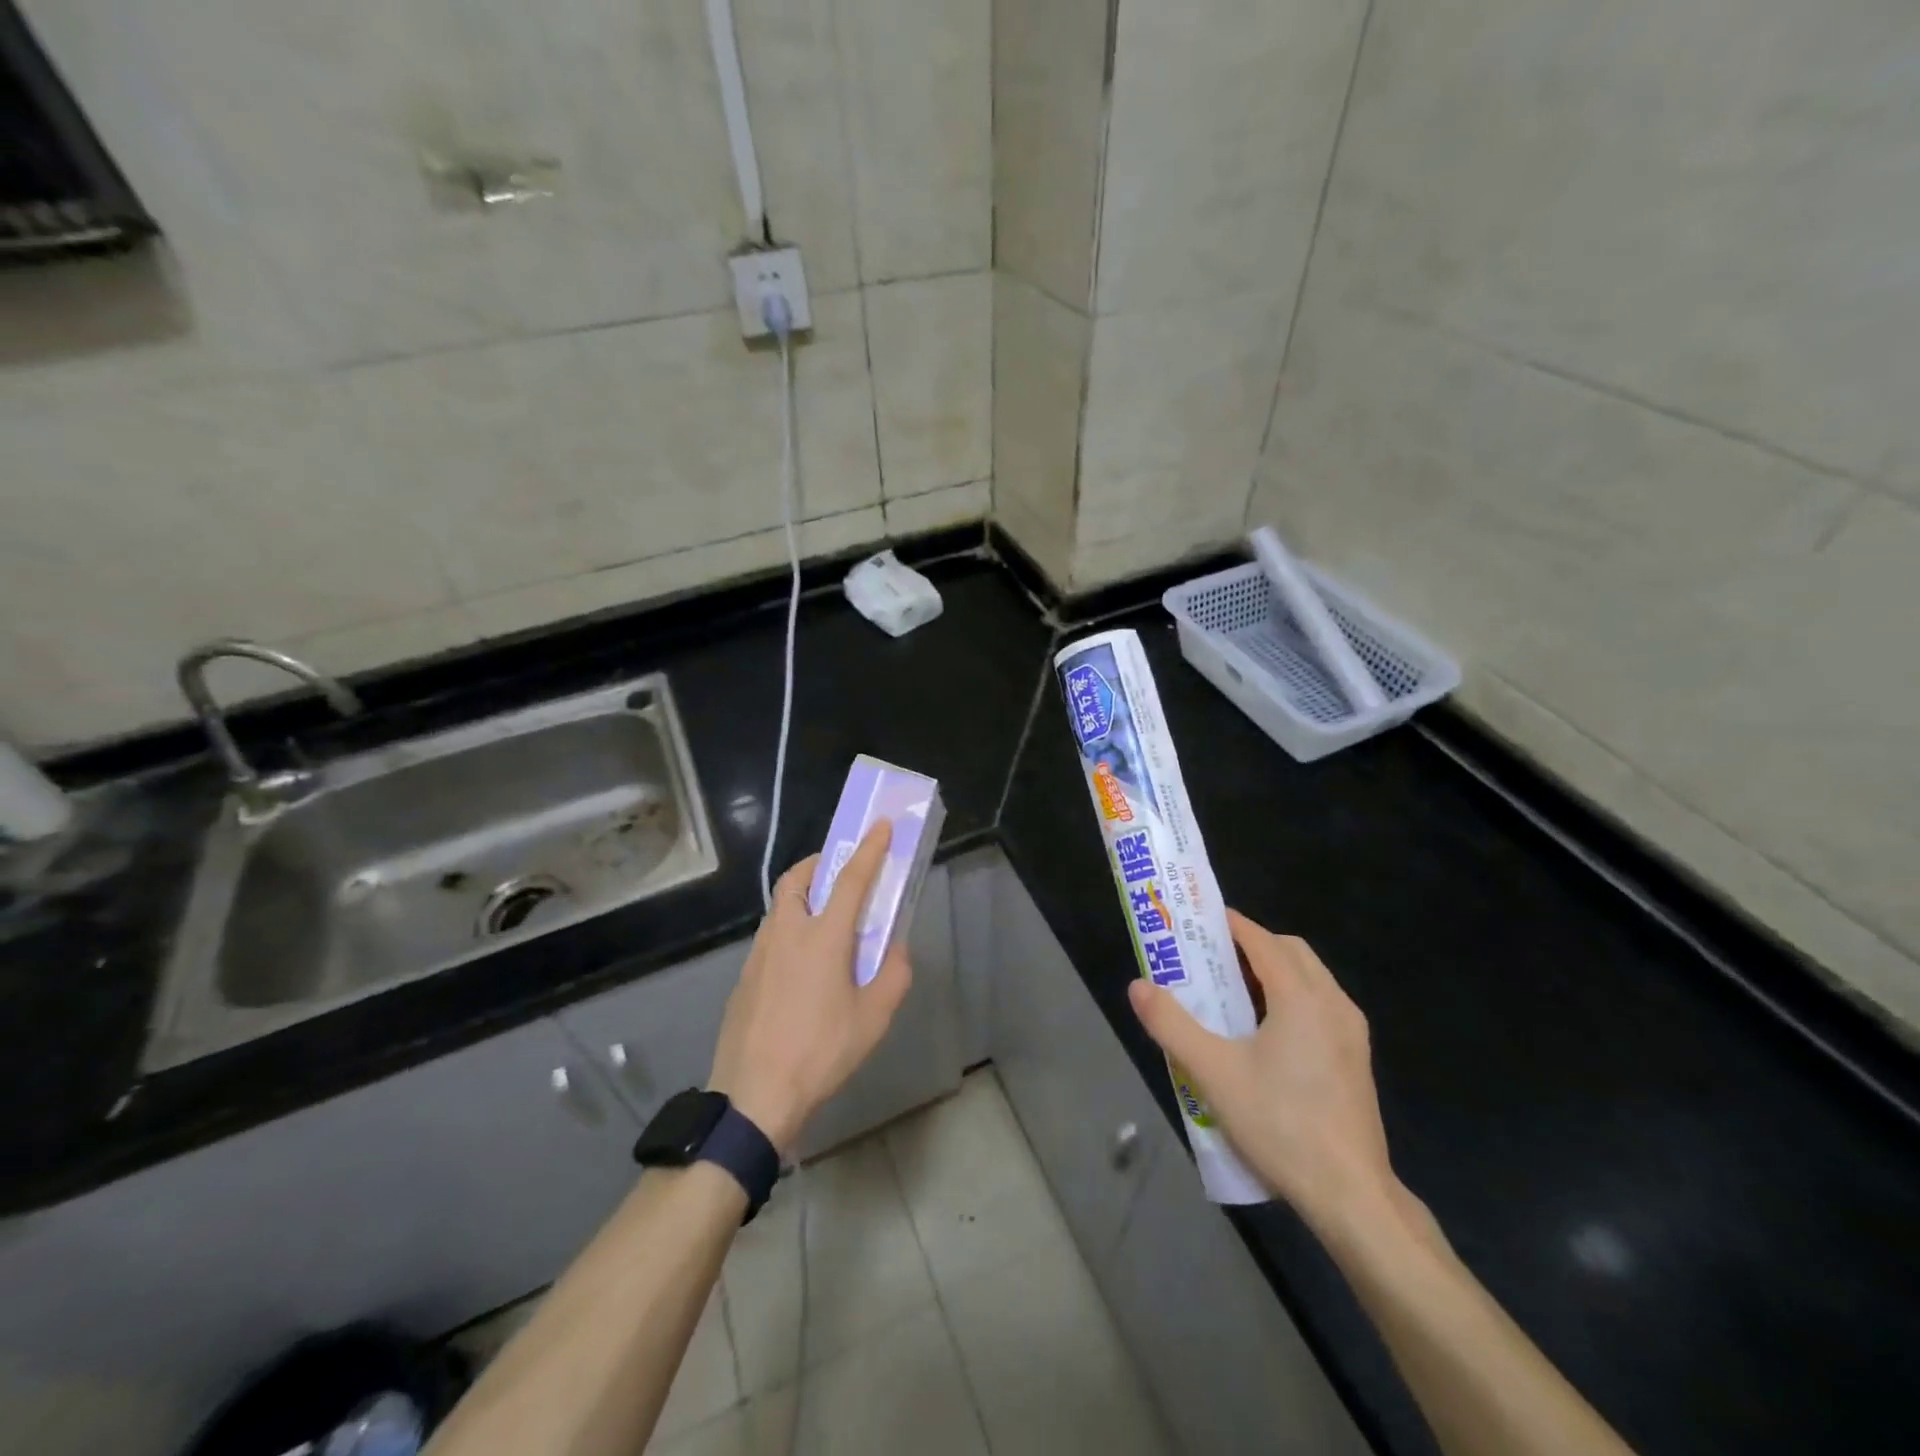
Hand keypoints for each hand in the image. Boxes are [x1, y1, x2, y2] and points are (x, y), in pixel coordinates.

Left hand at [706, 821, 911, 1155]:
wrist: (754, 1095)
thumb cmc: (821, 1052)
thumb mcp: (874, 1018)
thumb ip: (894, 975)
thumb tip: (897, 949)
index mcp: (823, 937)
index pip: (850, 879)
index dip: (870, 849)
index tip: (880, 825)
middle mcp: (787, 933)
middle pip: (798, 878)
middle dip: (819, 863)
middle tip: (840, 872)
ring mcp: (759, 953)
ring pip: (780, 906)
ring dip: (802, 895)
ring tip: (825, 920)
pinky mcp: (744, 976)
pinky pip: (770, 935)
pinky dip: (789, 928)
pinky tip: (802, 966)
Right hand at [1128, 911, 1398, 1234]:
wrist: (1351, 1195)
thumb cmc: (1280, 1125)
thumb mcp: (1213, 1073)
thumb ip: (1172, 1024)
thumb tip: (1138, 986)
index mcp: (1301, 997)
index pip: (1263, 940)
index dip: (1230, 925)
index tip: (1198, 923)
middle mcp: (1333, 1003)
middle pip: (1291, 952)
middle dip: (1252, 945)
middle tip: (1211, 959)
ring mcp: (1351, 1032)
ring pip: (1310, 978)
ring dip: (1273, 971)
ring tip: (1232, 993)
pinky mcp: (1356, 1059)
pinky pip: (1321, 1005)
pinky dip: (1292, 997)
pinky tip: (1266, 1033)